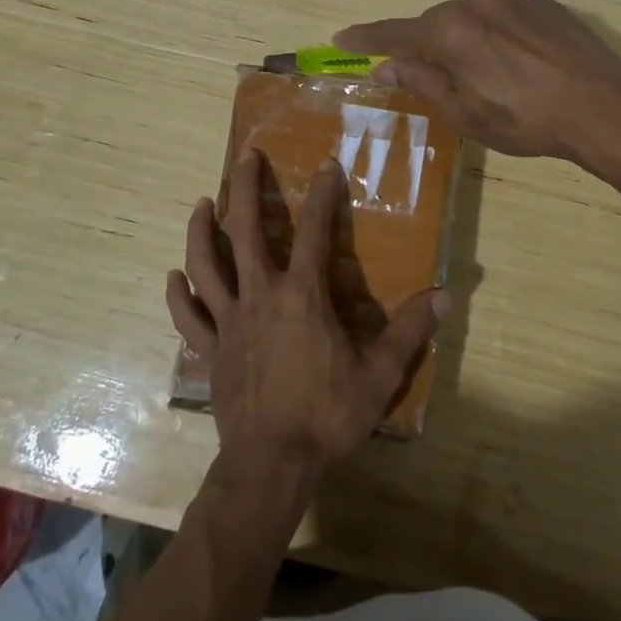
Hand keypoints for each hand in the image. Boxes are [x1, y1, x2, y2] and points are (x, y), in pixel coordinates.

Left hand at [165, 150, 443, 475]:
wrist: (271, 464)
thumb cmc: (327, 416)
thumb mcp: (379, 374)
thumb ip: (410, 331)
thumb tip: (445, 295)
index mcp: (301, 296)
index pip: (314, 231)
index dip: (321, 194)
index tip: (326, 164)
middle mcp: (259, 296)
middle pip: (244, 231)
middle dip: (245, 188)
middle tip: (246, 156)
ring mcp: (229, 321)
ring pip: (206, 264)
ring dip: (202, 230)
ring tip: (203, 203)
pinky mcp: (210, 349)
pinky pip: (189, 317)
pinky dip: (179, 294)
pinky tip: (174, 276)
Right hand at [336, 0, 620, 166]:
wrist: (604, 105)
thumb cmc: (525, 119)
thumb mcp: (464, 113)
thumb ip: (421, 83)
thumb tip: (386, 67)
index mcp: (449, 30)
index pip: (395, 33)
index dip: (366, 39)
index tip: (341, 38)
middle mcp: (476, 2)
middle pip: (436, 24)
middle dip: (428, 48)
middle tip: (436, 81)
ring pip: (472, 18)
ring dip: (466, 41)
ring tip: (490, 77)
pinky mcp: (543, 4)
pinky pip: (504, 16)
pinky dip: (498, 36)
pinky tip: (520, 64)